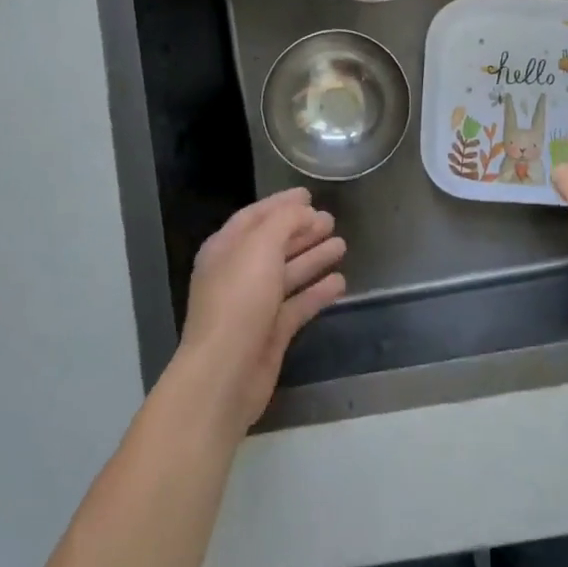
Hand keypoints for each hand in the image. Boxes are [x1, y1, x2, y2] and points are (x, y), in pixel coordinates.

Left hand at [175, 188, 347, 435]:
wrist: (225, 373)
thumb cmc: (239, 300)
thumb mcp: (260, 247)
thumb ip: (284, 221)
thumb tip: (304, 212)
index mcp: (225, 249)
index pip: (255, 216)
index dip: (281, 204)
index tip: (309, 194)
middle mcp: (238, 273)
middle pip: (273, 244)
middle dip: (301, 229)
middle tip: (331, 219)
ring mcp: (254, 304)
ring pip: (288, 273)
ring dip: (313, 257)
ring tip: (342, 244)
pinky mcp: (271, 332)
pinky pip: (298, 304)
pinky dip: (317, 292)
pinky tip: (340, 282)